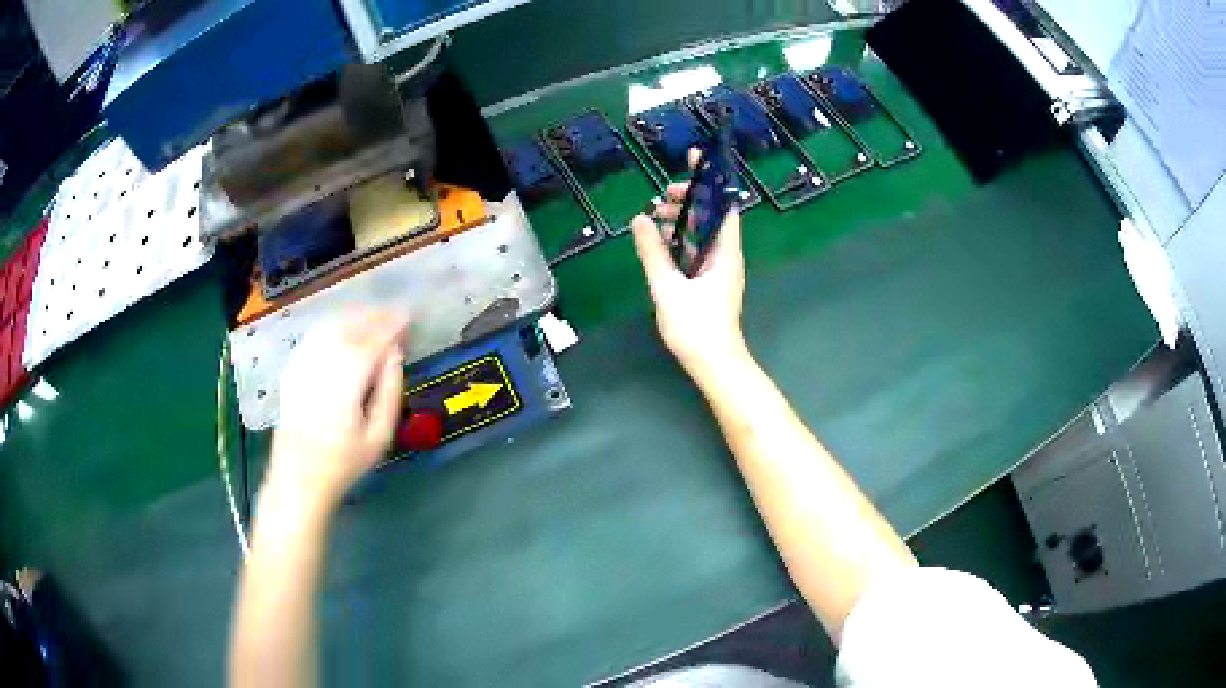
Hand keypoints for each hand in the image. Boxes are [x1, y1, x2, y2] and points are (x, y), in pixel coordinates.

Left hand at [266, 312, 407, 512]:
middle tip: (395, 316)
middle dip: (375, 316)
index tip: (409, 317)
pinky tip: (344, 333)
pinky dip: (333, 326)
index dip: (393, 325)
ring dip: (354, 317)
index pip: (374, 339)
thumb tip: (395, 356)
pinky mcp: (291, 368)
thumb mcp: (379, 436)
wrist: (298, 478)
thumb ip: (390, 391)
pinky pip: (314, 336)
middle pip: (351, 325)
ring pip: (330, 325)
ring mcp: (303, 362)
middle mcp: (323, 362)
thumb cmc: (344, 462)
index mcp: (348, 379)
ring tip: (373, 319)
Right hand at [631, 181, 747, 378]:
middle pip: (712, 217)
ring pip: (703, 234)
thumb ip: (653, 252)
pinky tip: (661, 243)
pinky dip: (681, 241)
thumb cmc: (696, 327)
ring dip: (683, 222)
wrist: (715, 364)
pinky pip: (698, 251)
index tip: (693, 161)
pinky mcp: (710, 284)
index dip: (710, 181)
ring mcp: (719, 270)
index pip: (724, 205)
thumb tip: (639, 220)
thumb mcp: (668, 287)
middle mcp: (726, 256)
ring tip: (655, 218)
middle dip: (689, 201)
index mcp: (724, 252)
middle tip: (661, 197)